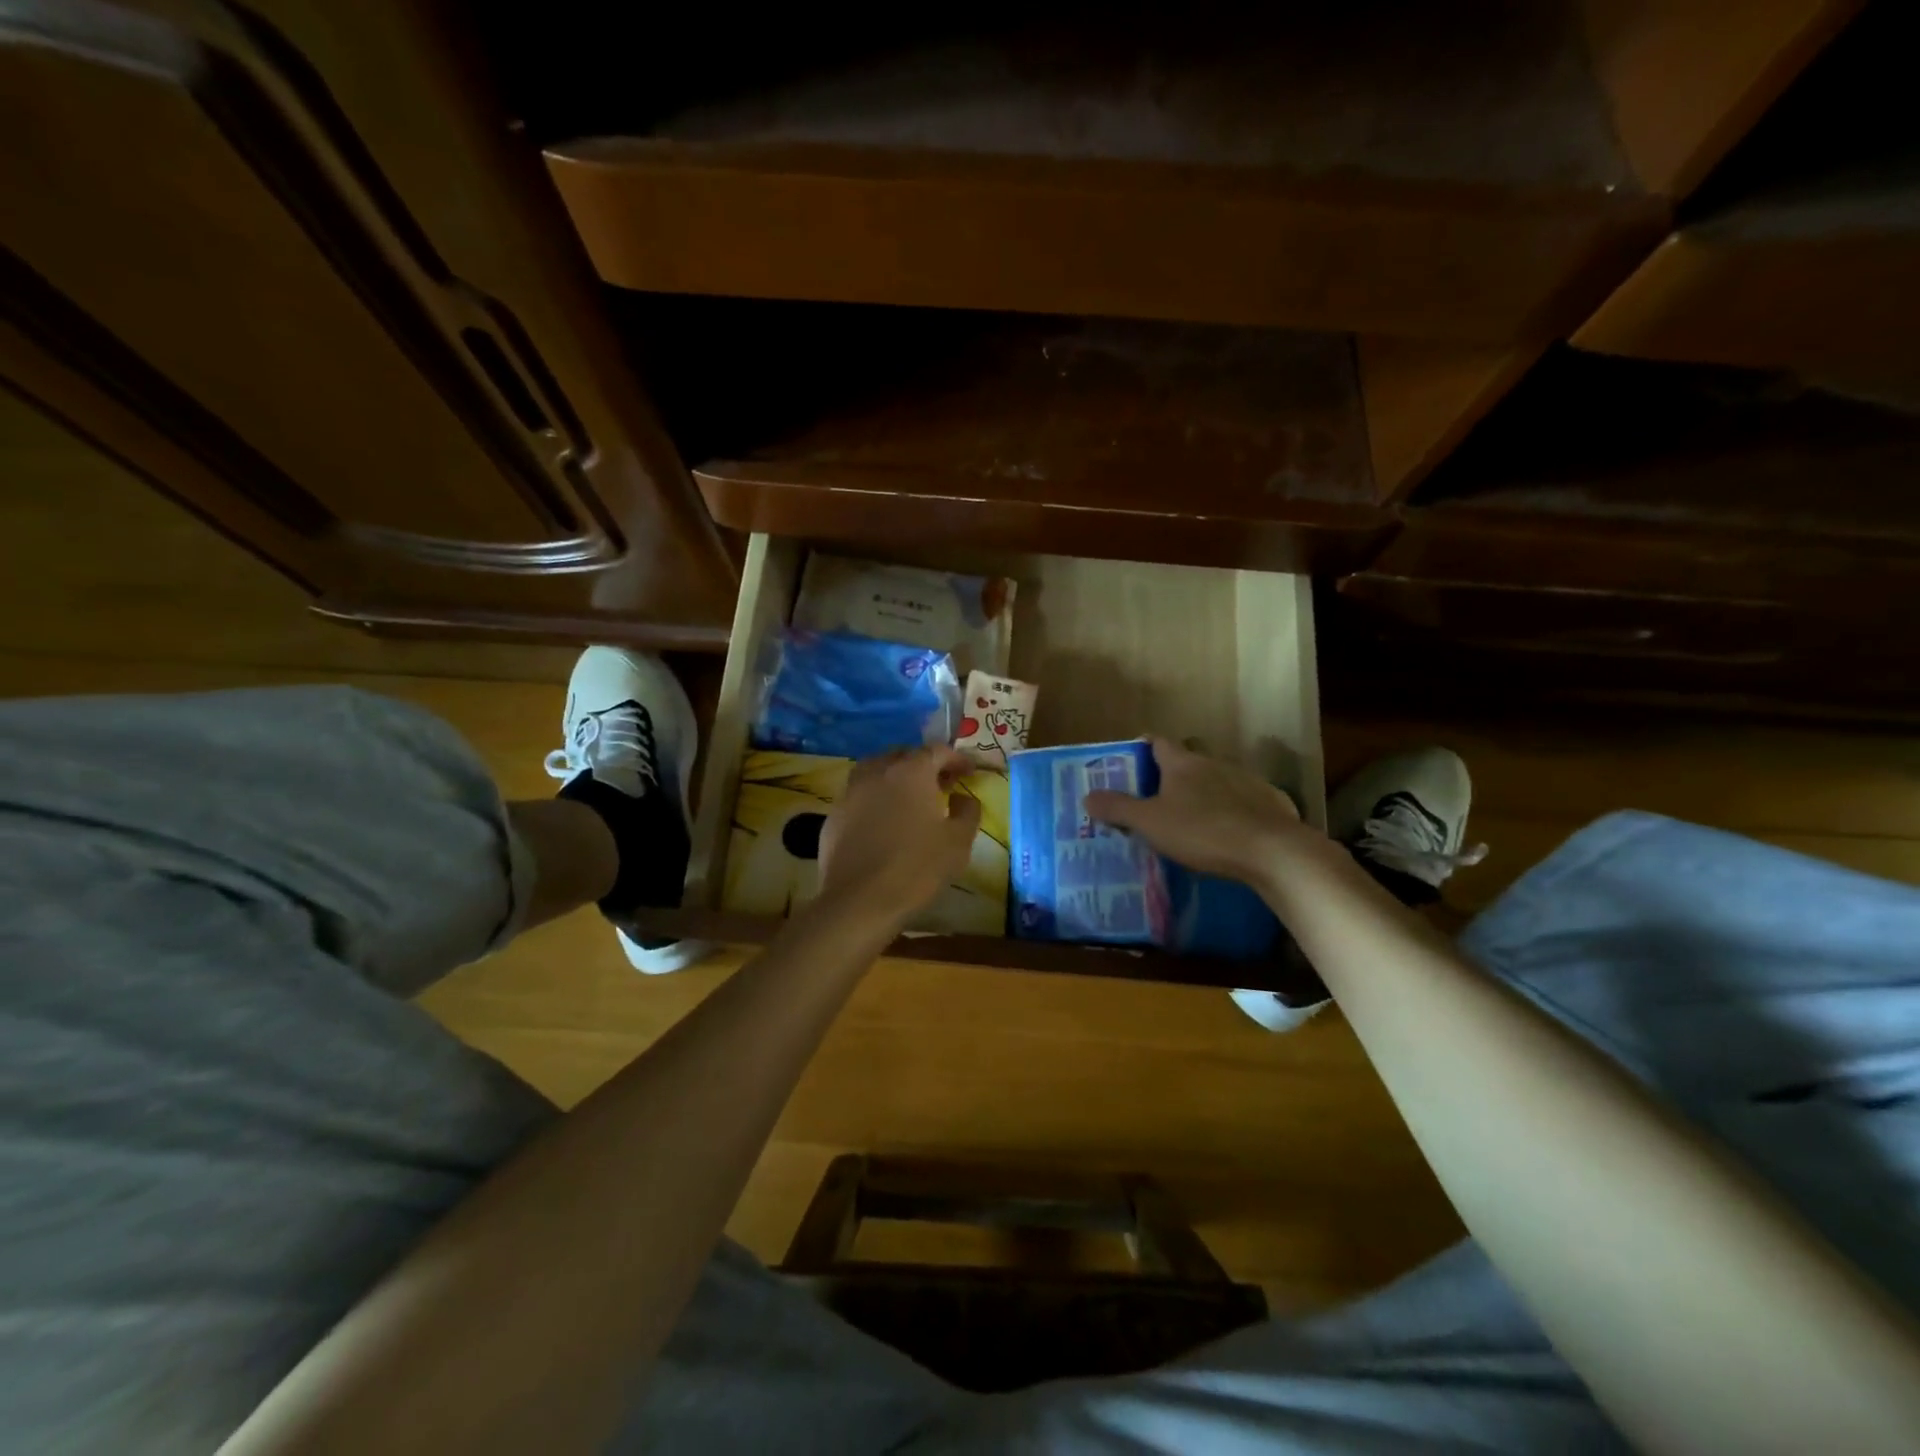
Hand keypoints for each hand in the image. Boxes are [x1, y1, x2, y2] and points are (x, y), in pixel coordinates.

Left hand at [817, 747, 981, 927]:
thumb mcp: (958, 842)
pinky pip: (859, 796)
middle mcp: (877, 772)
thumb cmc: (916, 868)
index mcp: (910, 772)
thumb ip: (967, 812)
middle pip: (903, 755)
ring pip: (875, 771)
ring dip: (895, 777)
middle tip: (941, 783)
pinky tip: (882, 821)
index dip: (956, 758)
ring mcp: (850, 793)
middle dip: (925, 764)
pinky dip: (874, 799)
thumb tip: (963, 798)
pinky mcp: (833, 816)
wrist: (859, 902)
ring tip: (909, 798)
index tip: (969, 771)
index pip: (937, 751)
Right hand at [1084, 736, 1307, 888]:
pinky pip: (1244, 801)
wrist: (1272, 851)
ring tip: (1192, 820)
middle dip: (1172, 774)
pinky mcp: (1270, 802)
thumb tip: (1088, 795)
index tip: (1130, 761)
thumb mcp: (1150, 823)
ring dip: (1204, 793)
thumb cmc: (1202, 831)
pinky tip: (1229, 834)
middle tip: (1156, 797)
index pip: (1157, 742)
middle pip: (1188, 760)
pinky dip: (1233, 811)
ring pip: (1217, 780)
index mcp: (1182, 763)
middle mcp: (1213, 763)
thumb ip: (1118, 808)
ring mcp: (1246, 780)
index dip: (1142, 748)